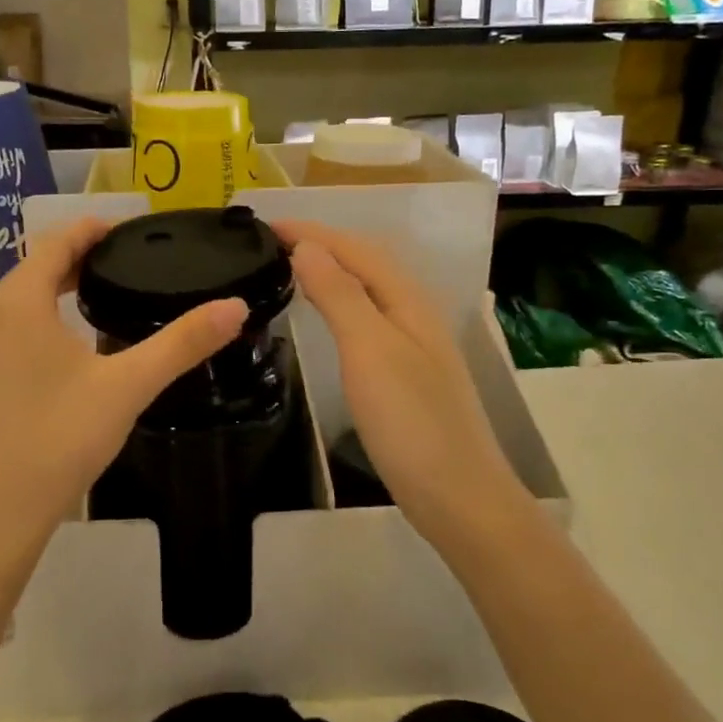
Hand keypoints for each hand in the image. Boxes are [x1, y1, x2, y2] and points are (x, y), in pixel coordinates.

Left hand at [0, 217, 247, 571]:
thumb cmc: (58, 440)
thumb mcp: (127, 387)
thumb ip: (182, 343)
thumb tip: (235, 306)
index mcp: (18, 303)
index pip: (54, 242)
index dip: (89, 229)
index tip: (125, 228)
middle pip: (33, 268)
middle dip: (75, 258)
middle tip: (123, 262)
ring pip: (17, 301)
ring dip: (54, 289)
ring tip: (100, 296)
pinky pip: (6, 329)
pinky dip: (37, 318)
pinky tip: (66, 348)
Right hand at [275, 221, 525, 544]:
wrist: (458, 496)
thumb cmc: (410, 421)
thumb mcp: (369, 349)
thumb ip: (340, 294)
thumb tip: (308, 247)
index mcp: (407, 300)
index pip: (354, 248)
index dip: (311, 232)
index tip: (264, 225)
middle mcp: (414, 313)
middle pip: (365, 263)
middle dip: (320, 244)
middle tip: (270, 243)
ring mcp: (413, 344)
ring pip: (367, 290)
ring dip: (330, 271)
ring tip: (289, 268)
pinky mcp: (406, 373)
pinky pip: (366, 318)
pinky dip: (339, 303)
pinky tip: (327, 317)